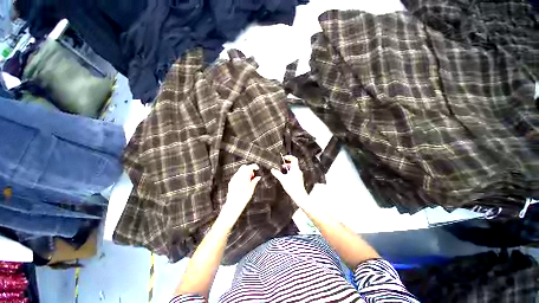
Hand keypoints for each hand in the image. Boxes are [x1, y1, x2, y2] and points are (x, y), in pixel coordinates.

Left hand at [219, 164, 260, 226]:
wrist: (234, 203)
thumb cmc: (243, 197)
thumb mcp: (252, 188)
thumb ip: (255, 181)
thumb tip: (258, 178)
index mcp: (244, 175)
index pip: (250, 167)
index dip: (254, 166)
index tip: (257, 168)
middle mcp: (238, 175)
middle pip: (244, 167)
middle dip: (249, 169)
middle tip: (253, 175)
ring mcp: (234, 178)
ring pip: (240, 171)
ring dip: (245, 173)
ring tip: (249, 180)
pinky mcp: (231, 182)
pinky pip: (237, 176)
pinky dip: (241, 176)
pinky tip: (244, 183)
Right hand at [271, 155, 307, 203]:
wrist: (299, 195)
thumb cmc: (292, 187)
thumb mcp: (282, 179)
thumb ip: (277, 174)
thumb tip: (272, 170)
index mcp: (295, 169)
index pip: (294, 159)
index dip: (289, 157)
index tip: (284, 157)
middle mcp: (298, 171)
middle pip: (293, 164)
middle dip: (287, 164)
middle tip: (281, 167)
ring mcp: (299, 175)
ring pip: (293, 169)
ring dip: (288, 169)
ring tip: (283, 173)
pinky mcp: (299, 179)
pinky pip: (294, 173)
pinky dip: (290, 173)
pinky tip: (286, 178)